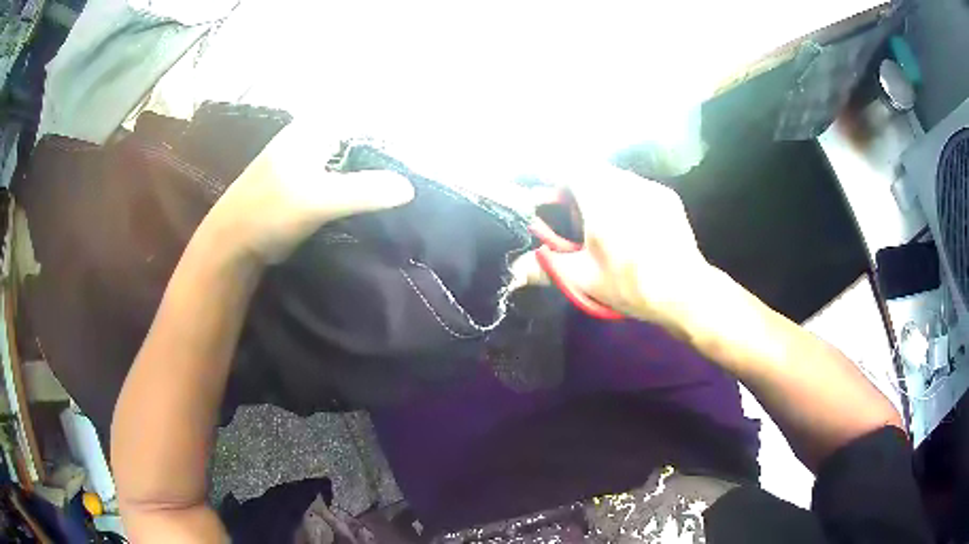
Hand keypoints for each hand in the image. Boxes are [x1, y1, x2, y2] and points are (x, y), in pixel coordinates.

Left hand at [204, 122, 413, 263]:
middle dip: (391, 141)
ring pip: (356, 153)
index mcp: (316, 127)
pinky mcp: (311, 182)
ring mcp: (313, 159)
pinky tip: (384, 193)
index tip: (426, 132)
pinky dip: (365, 181)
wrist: (234, 242)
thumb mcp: (316, 199)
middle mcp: (316, 136)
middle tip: (424, 159)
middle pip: (363, 131)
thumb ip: (362, 191)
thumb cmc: (268, 211)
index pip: (364, 112)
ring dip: (379, 163)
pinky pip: (347, 174)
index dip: (393, 120)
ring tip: (412, 174)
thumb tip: (409, 187)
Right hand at [515, 165, 712, 332]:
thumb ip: (544, 267)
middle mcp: (625, 181)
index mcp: (599, 195)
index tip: (537, 186)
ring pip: (613, 177)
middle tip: (566, 213)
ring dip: (599, 191)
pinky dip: (623, 197)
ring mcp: (649, 187)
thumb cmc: (630, 283)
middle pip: (589, 169)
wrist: (684, 293)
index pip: (565, 164)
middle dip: (572, 185)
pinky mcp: (667, 197)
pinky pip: (636, 187)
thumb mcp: (582, 278)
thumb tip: (513, 272)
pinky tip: (628, 225)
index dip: (546, 170)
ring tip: (598, 223)